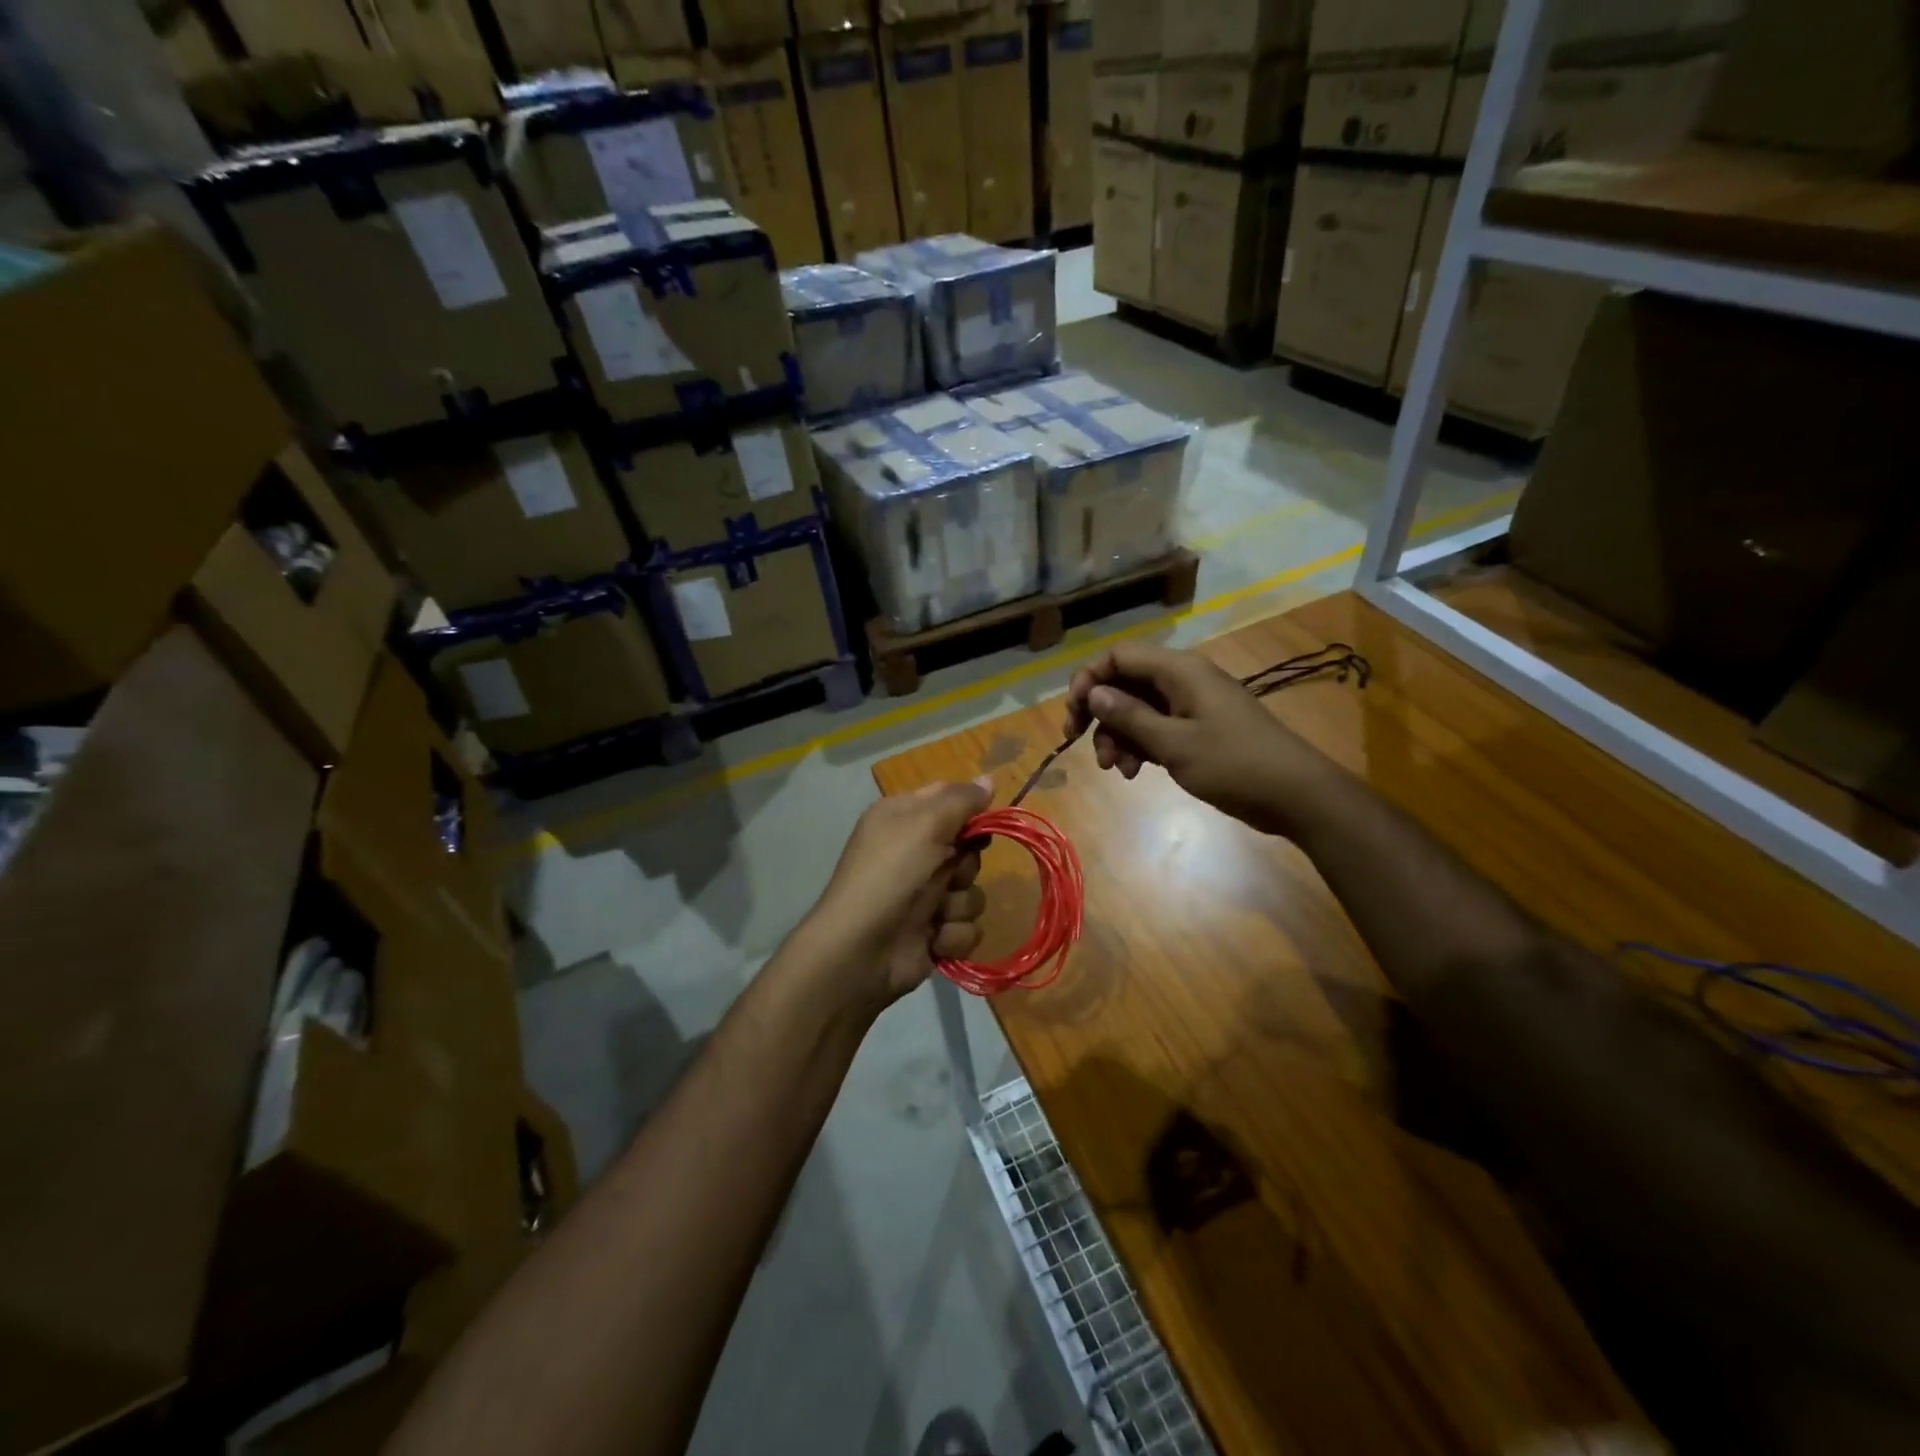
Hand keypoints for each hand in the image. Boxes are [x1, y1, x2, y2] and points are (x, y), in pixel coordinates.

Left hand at [802, 780, 992, 1008]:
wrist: (861, 951)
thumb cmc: (890, 874)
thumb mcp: (925, 823)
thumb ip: (962, 800)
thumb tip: (990, 779)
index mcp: (903, 818)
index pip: (949, 799)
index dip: (970, 811)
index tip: (980, 822)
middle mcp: (914, 853)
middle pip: (969, 849)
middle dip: (966, 865)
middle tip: (947, 873)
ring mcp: (924, 895)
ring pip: (972, 891)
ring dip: (959, 904)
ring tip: (935, 914)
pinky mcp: (934, 932)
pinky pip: (967, 927)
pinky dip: (953, 935)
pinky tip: (932, 939)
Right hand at [1064, 642, 1332, 836]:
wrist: (1296, 795)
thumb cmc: (1235, 765)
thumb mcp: (1175, 744)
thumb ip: (1130, 716)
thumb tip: (1094, 693)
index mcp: (1179, 671)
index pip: (1119, 656)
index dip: (1089, 679)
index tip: (1074, 715)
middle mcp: (1183, 680)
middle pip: (1124, 683)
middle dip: (1100, 713)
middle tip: (1080, 743)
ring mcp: (1192, 705)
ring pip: (1137, 709)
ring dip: (1119, 736)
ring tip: (1117, 770)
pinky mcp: (1198, 729)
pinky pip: (1157, 728)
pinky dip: (1141, 746)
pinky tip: (1135, 773)